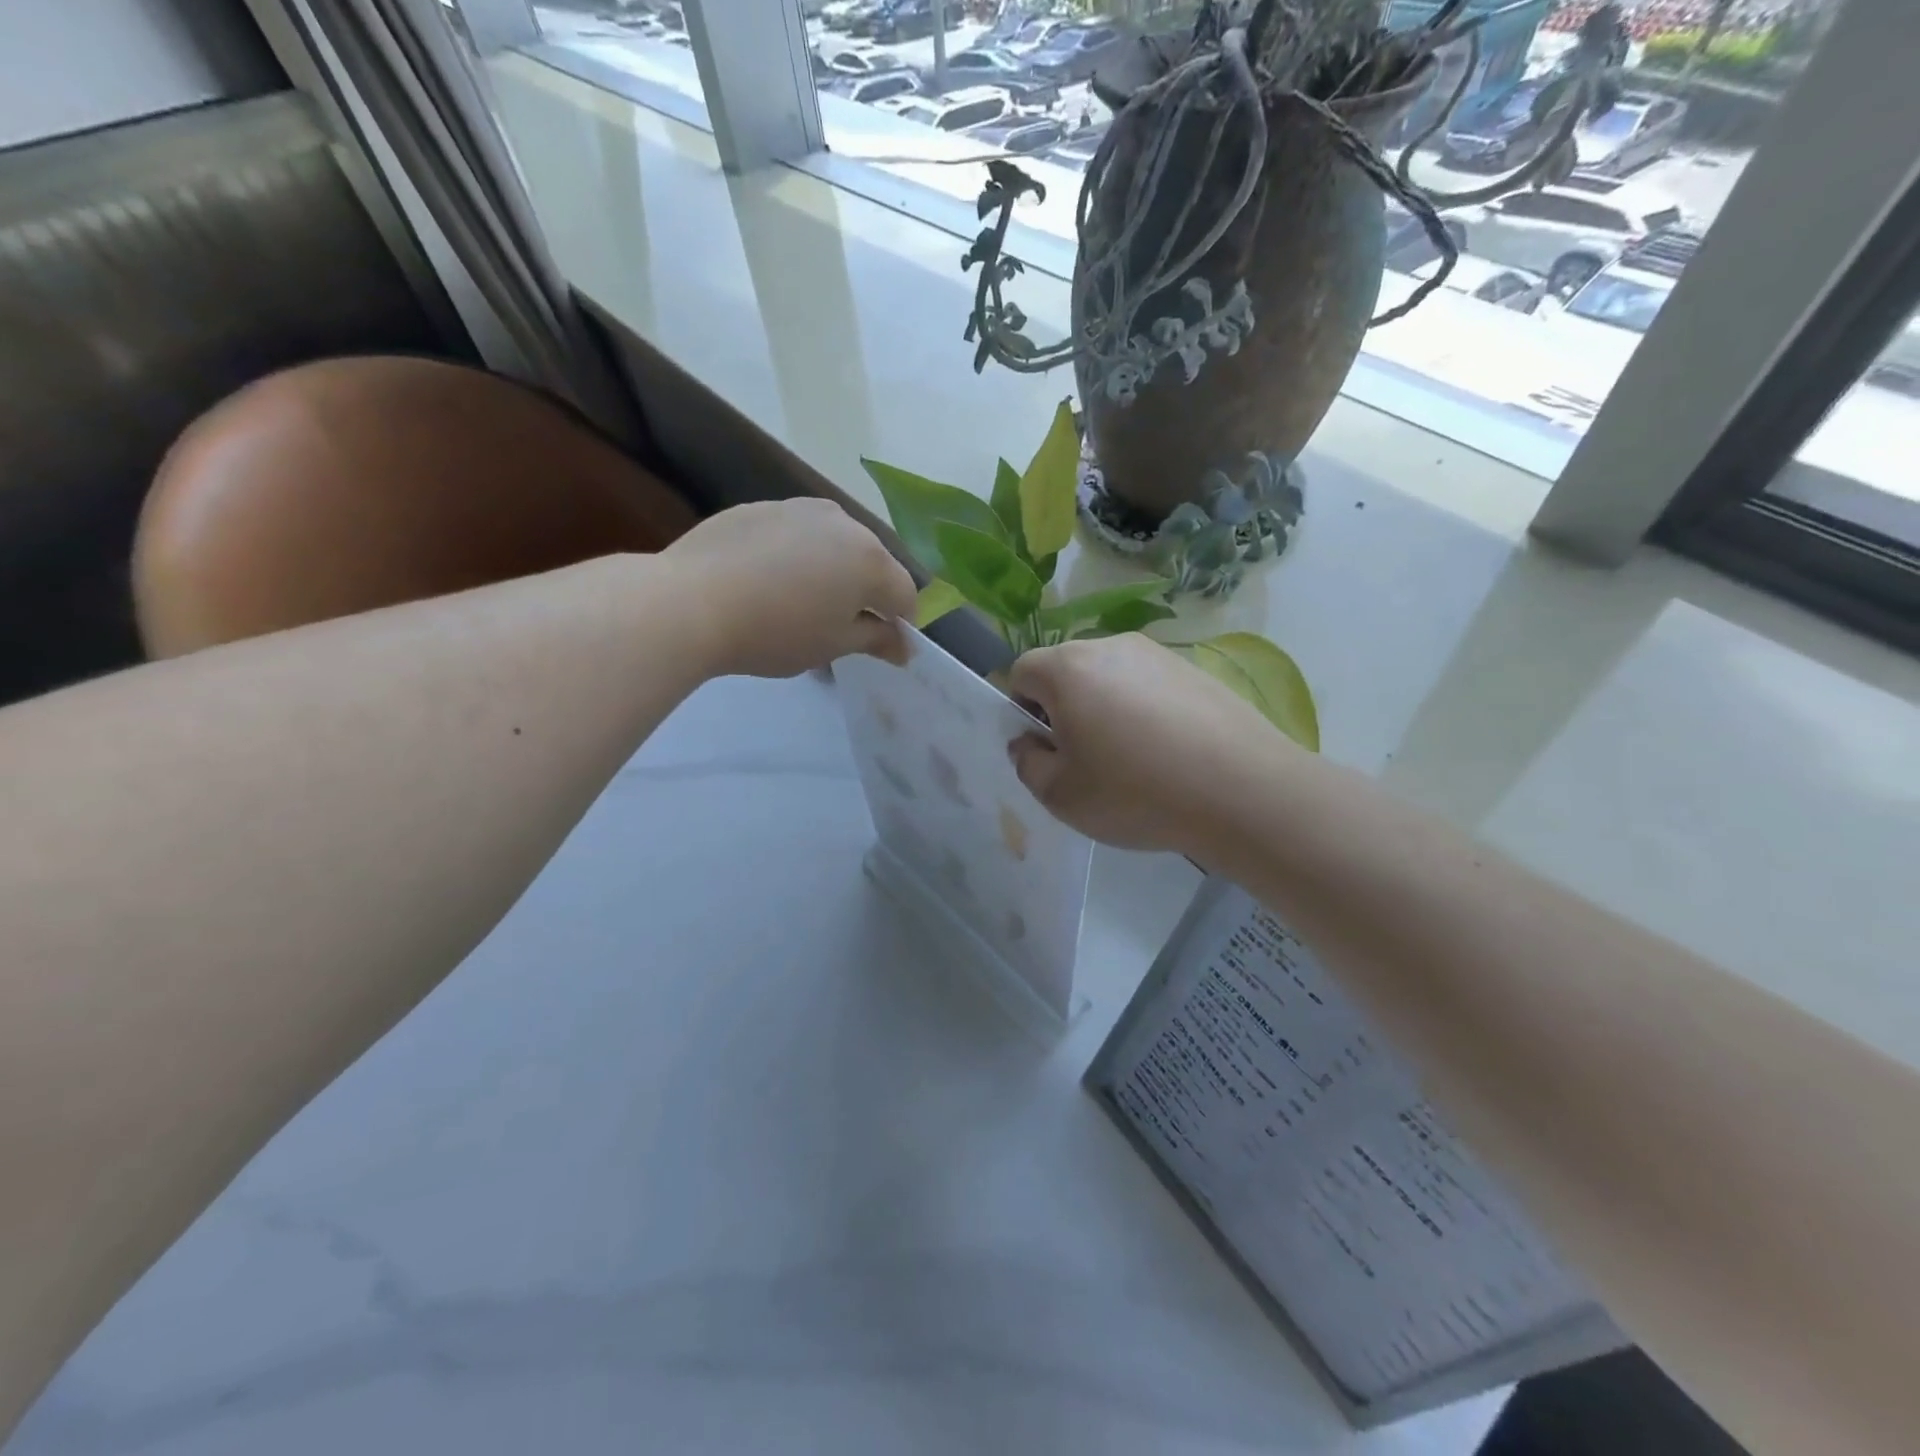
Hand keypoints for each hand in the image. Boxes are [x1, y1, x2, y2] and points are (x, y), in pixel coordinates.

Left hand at [663, 499, 916, 678]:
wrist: (690, 601)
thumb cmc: (775, 632)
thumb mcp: (832, 645)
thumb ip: (875, 640)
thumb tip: (903, 647)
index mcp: (871, 560)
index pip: (904, 595)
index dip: (900, 625)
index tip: (881, 648)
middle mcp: (844, 523)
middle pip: (871, 563)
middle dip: (866, 594)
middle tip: (841, 627)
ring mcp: (800, 508)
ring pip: (833, 544)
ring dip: (832, 571)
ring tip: (801, 602)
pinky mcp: (761, 507)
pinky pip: (795, 534)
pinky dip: (795, 556)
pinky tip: (767, 582)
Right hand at [1006, 634, 1285, 854]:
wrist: (1242, 790)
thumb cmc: (1136, 792)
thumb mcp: (1061, 795)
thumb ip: (1027, 764)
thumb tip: (1028, 743)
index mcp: (1068, 669)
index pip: (1021, 671)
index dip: (1020, 710)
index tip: (1045, 748)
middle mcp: (1110, 646)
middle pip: (1067, 670)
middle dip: (1063, 708)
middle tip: (1084, 758)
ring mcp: (1158, 654)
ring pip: (1110, 677)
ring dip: (1105, 708)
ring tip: (1131, 759)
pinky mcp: (1194, 669)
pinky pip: (1149, 685)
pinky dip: (1145, 711)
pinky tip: (1168, 752)